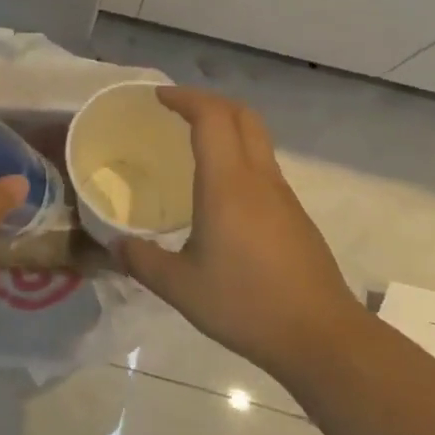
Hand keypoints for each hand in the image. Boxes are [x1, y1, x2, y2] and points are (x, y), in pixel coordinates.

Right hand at [114, 87, 358, 382]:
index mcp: (227, 183)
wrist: (320, 336)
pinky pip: (264, 165)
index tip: (158, 97)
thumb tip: (114, 246)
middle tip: (176, 110)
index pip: (211, 116)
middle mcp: (258, 178)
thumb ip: (142, 261)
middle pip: (241, 114)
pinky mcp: (295, 214)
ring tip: (194, 144)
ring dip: (227, 126)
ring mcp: (282, 195)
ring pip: (257, 138)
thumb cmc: (246, 304)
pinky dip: (239, 154)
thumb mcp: (181, 287)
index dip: (185, 98)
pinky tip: (221, 190)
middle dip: (208, 101)